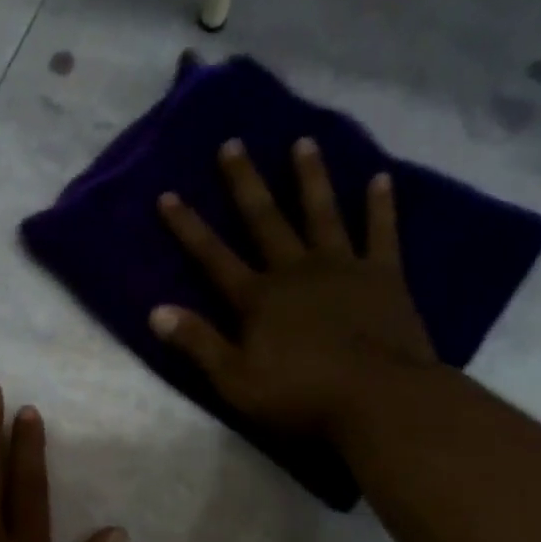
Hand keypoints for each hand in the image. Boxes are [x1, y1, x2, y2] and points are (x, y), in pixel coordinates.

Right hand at [149, 137, 437, 437]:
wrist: (378, 400)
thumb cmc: (300, 397)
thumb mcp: (235, 381)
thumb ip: (198, 343)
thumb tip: (156, 312)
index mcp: (258, 299)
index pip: (213, 257)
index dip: (188, 227)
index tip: (168, 194)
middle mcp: (296, 271)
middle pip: (265, 220)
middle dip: (245, 183)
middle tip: (232, 143)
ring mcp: (343, 268)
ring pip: (322, 213)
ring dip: (310, 178)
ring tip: (303, 142)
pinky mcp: (384, 277)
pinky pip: (382, 233)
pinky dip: (381, 206)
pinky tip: (381, 178)